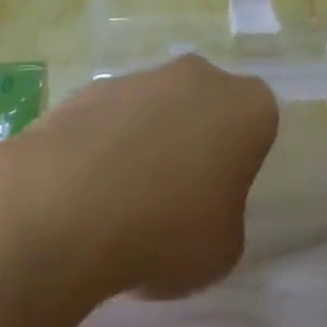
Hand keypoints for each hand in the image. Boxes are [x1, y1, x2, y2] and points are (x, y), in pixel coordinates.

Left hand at [29, 55, 277, 299]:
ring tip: (122, 205)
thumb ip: (225, 217)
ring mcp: (142, 76)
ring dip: (148, 142)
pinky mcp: (92, 88)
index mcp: (246, 107)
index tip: (221, 196)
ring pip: (157, 108)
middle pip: (206, 105)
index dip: (241, 160)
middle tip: (176, 198)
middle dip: (195, 140)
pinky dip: (105, 146)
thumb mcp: (222, 250)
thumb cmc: (167, 230)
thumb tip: (202, 207)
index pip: (258, 123)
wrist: (68, 206)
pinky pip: (112, 119)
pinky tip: (86, 193)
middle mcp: (199, 76)